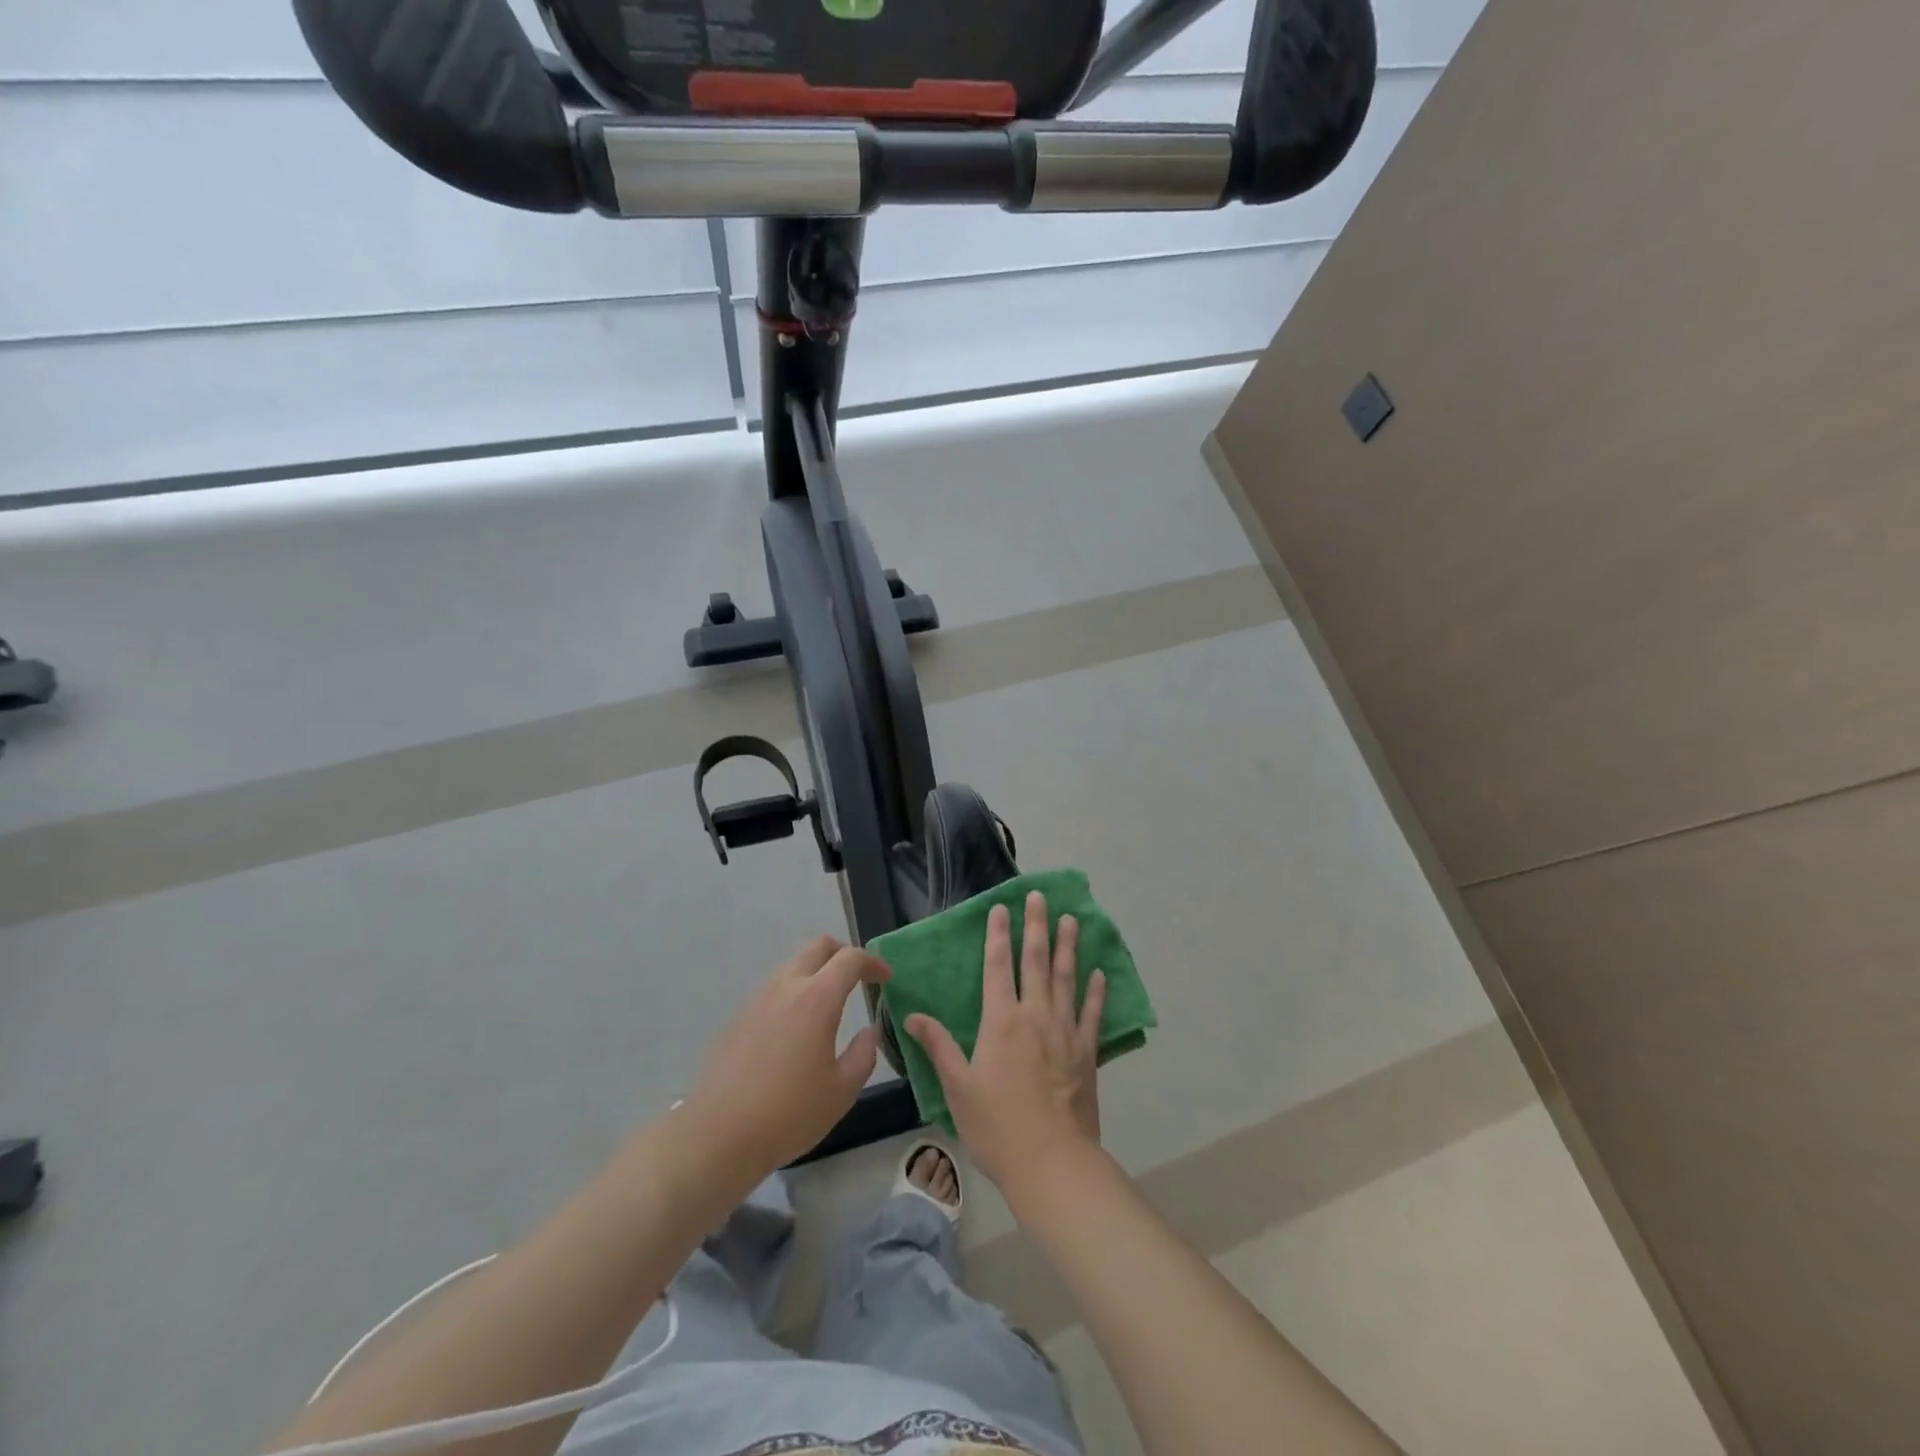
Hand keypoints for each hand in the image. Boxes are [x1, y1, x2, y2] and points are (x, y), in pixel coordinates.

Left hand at [688, 935, 890, 1173]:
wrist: (718, 1135)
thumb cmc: (789, 1114)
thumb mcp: (842, 1091)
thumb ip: (863, 1055)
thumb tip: (868, 1032)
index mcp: (817, 999)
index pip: (850, 959)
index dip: (872, 962)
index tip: (885, 978)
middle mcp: (786, 988)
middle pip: (817, 946)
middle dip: (843, 953)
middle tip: (858, 977)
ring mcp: (757, 1001)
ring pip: (792, 966)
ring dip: (815, 973)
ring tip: (828, 1005)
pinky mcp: (737, 1019)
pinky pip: (772, 992)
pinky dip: (792, 996)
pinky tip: (794, 1032)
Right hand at [906, 891, 1106, 1192]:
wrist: (1052, 1163)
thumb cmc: (997, 1126)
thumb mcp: (958, 1088)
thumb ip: (939, 1047)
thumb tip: (912, 1015)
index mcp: (1001, 1022)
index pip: (999, 966)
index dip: (999, 935)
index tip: (1003, 908)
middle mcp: (1035, 1016)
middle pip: (1036, 961)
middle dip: (1036, 926)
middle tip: (1040, 896)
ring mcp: (1065, 1032)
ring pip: (1067, 979)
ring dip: (1068, 947)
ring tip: (1071, 920)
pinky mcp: (1087, 1052)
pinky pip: (1092, 1013)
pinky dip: (1096, 991)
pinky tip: (1099, 973)